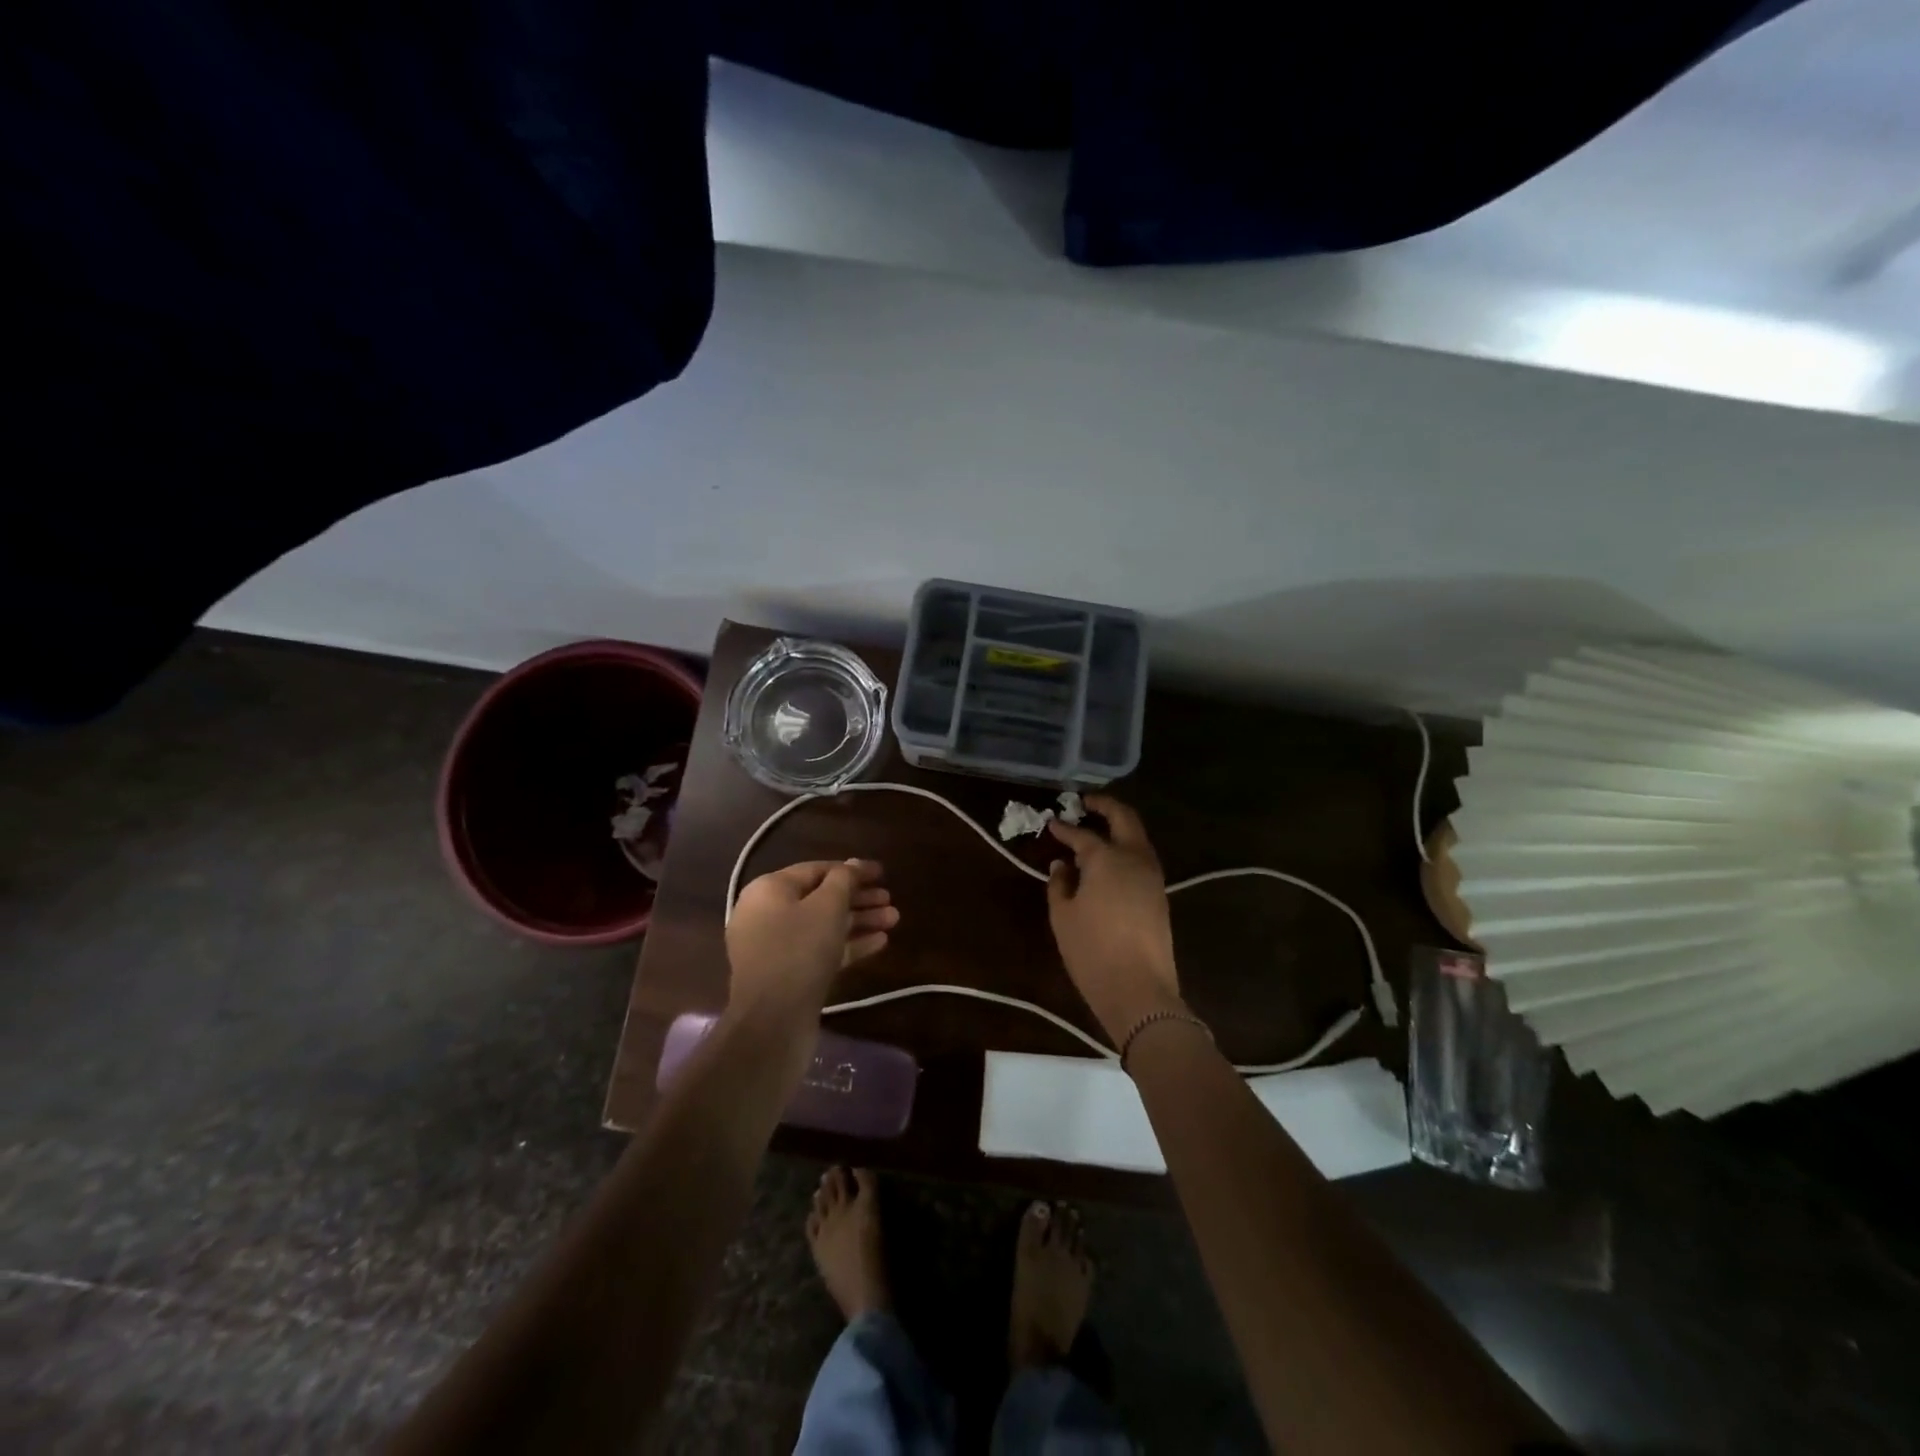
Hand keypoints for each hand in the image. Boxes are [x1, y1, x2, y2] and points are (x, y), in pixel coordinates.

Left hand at [726, 860, 897, 1030]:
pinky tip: (880, 943)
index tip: (883, 873)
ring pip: (823, 926)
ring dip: (859, 921)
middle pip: (821, 898)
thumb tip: (852, 865)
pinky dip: (848, 944)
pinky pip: (820, 950)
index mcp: (769, 890)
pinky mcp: (787, 974)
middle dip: (859, 898)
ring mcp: (776, 947)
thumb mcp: (827, 906)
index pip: (817, 870)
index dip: (852, 869)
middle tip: (890, 900)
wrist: (772, 1022)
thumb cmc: (800, 950)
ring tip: (894, 919)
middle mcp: (767, 914)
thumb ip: (844, 880)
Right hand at [1046, 796, 1183, 1043]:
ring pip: (1138, 837)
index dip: (1064, 828)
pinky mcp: (1160, 894)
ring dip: (1119, 827)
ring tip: (1096, 830)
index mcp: (1107, 857)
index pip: (1081, 834)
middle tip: (1085, 802)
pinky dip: (1126, 849)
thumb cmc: (1092, 951)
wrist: (1139, 990)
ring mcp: (1153, 875)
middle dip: (1105, 805)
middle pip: (1124, 818)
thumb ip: (1059, 884)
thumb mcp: (1063, 916)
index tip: (1051, 823)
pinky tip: (1109, 861)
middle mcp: (1134, 857)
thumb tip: (1062, 865)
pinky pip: (1142, 858)